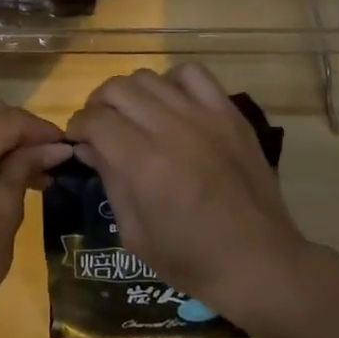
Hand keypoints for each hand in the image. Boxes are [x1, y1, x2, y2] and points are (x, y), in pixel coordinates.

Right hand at [66, 64, 319, 327]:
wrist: (260, 263)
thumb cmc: (191, 260)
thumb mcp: (135, 234)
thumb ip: (110, 181)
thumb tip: (89, 146)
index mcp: (144, 164)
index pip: (96, 120)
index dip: (78, 127)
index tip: (78, 140)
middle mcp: (171, 130)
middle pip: (117, 89)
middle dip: (98, 105)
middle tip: (101, 127)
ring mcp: (204, 117)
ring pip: (149, 77)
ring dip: (130, 93)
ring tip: (133, 115)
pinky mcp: (229, 113)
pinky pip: (193, 74)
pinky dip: (172, 81)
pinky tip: (171, 104)